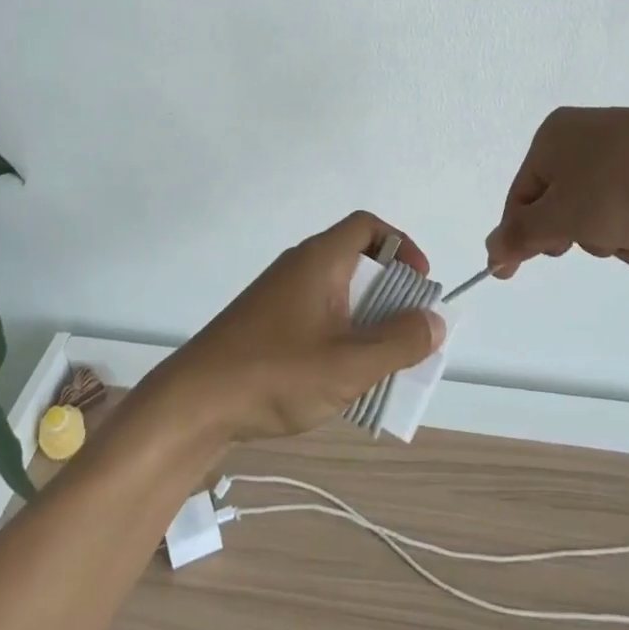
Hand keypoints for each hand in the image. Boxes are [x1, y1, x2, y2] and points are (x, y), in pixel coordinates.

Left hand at [156, 212, 443, 443]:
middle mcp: (299, 268)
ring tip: (380, 365)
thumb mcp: (349, 364)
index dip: (402, 246)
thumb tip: (434, 320)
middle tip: (407, 334)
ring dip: (366, 324)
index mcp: (319, 260)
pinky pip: (317, 318)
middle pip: (357, 263)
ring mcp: (280, 297)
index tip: (420, 284)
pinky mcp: (266, 325)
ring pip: (338, 297)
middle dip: (390, 296)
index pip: (367, 226)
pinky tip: (341, 380)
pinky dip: (340, 338)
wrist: (194, 403)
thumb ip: (399, 342)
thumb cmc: (275, 373)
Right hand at [485, 108, 628, 273]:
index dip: (517, 236)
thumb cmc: (626, 188)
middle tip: (588, 238)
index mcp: (553, 135)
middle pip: (559, 204)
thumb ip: (522, 236)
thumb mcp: (563, 217)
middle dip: (574, 233)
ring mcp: (627, 151)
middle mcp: (586, 136)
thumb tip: (489, 250)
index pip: (520, 194)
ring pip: (597, 212)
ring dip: (609, 235)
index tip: (512, 276)